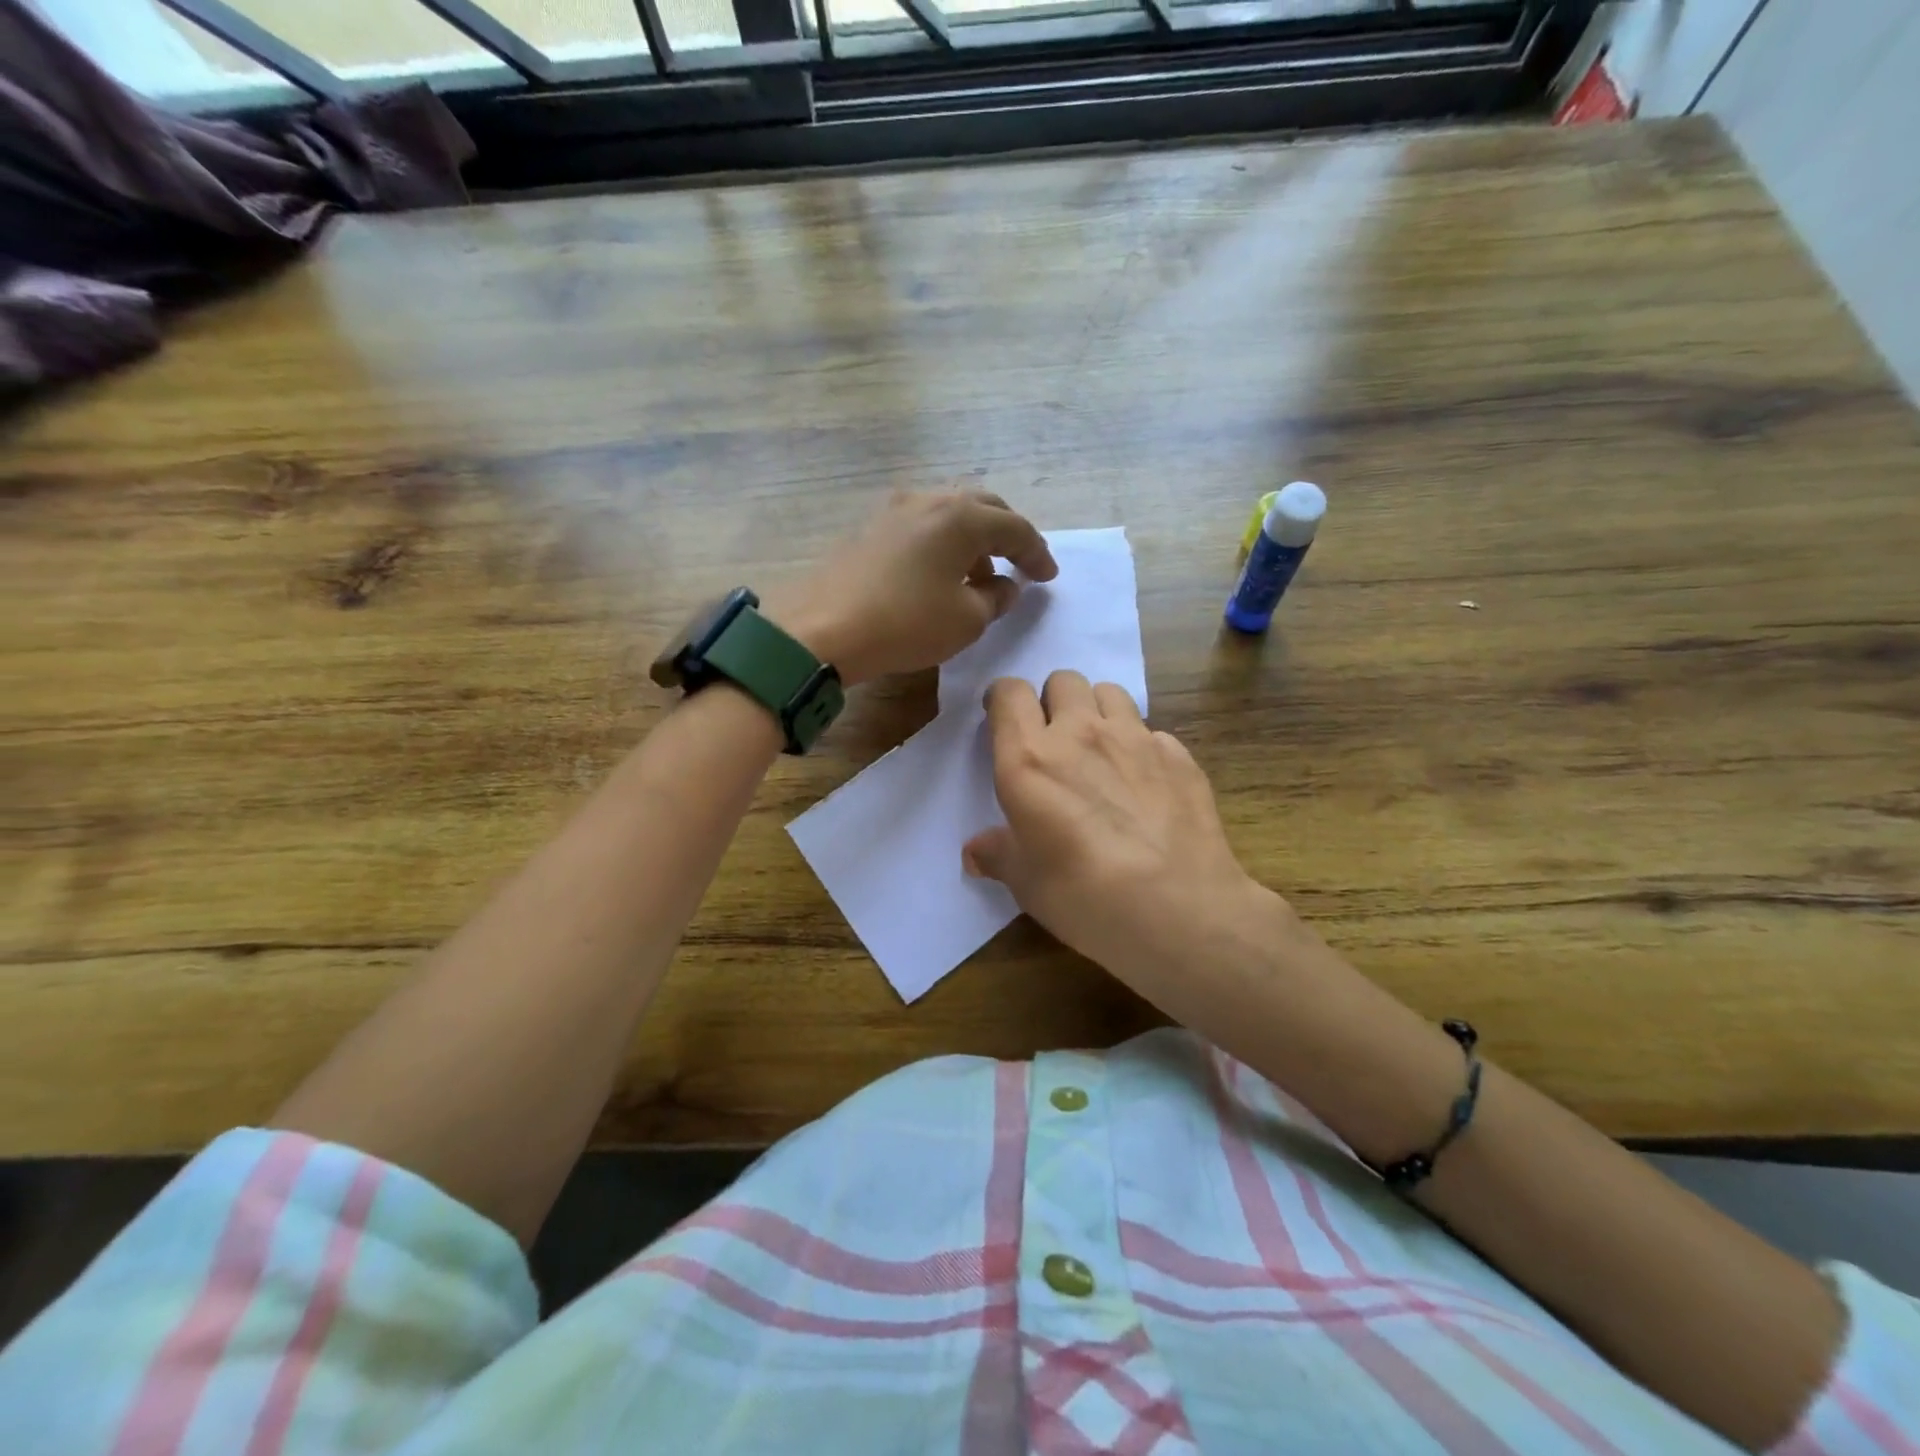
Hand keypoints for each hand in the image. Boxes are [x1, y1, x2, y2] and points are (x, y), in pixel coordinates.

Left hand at [765, 491, 1055, 686]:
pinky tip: (938, 572)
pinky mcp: (868, 528)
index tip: (1048, 578)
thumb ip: (995, 598)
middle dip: (1007, 534)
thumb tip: (1005, 586)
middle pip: (982, 507)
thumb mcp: (966, 620)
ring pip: (948, 513)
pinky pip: (920, 526)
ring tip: (979, 572)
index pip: (1015, 529)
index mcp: (961, 518)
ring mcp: (893, 510)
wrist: (823, 628)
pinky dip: (941, 543)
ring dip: (972, 538)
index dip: (1037, 554)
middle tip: (1020, 562)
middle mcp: (929, 501)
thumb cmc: (906, 623)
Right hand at [963, 670, 1283, 988]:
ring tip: (1101, 749)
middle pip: (1063, 680)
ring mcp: (1135, 738)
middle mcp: (1081, 733)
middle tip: (1056, 739)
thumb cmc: (1083, 895)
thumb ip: (998, 854)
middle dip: (1054, 701)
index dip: (1004, 699)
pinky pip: (1152, 732)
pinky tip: (1146, 783)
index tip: (1004, 720)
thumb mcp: (1026, 882)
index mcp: (1030, 758)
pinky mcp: (1178, 755)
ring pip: (1110, 692)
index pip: (1010, 693)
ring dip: (1098, 711)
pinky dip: (1142, 747)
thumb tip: (974, 851)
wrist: (1176, 909)